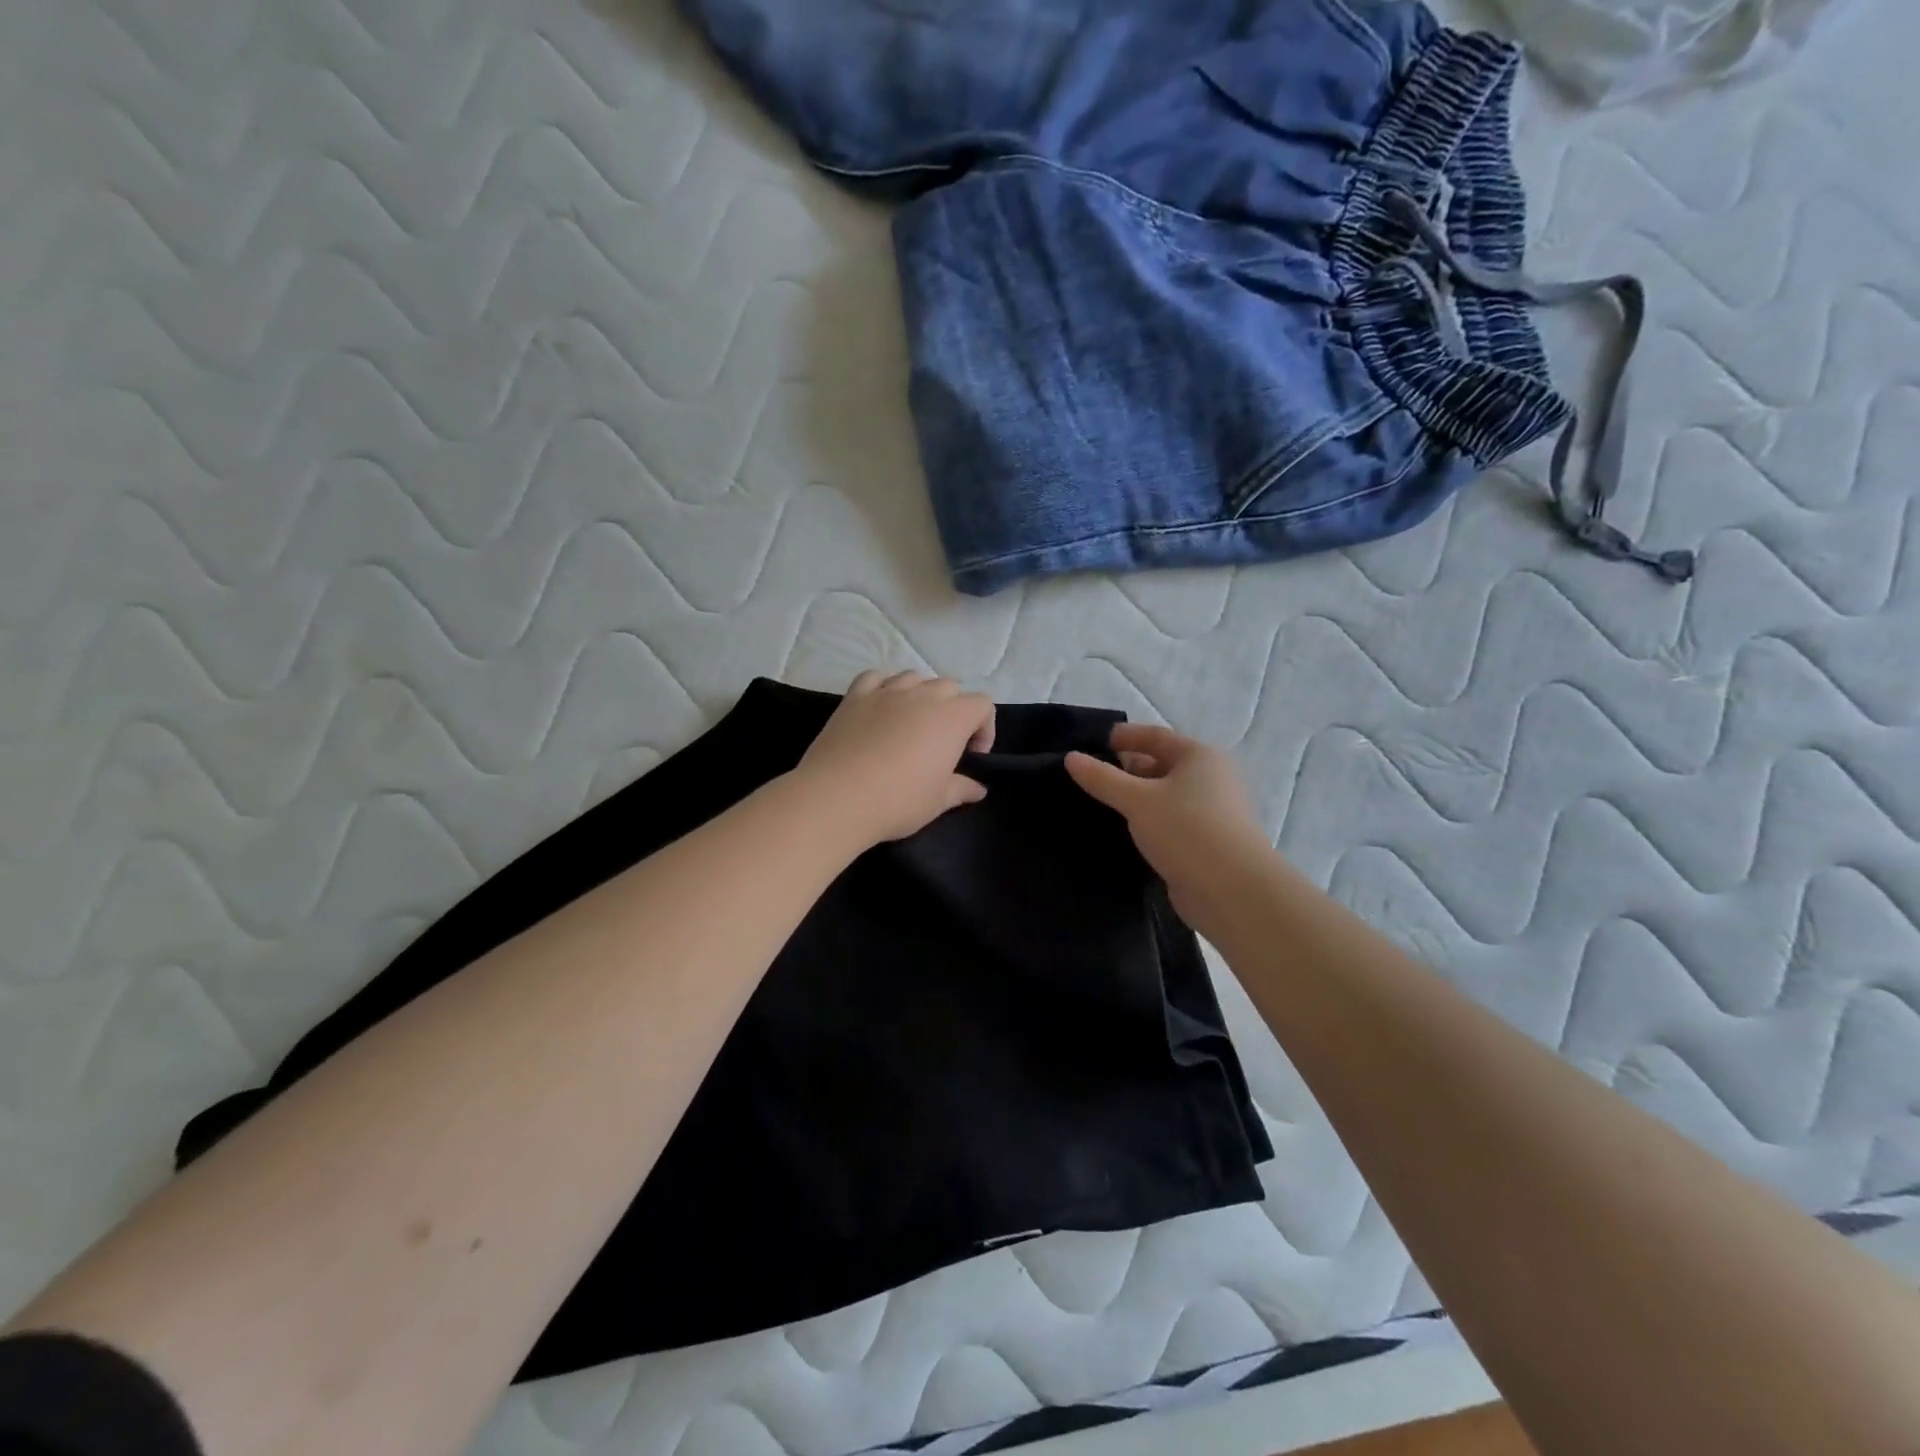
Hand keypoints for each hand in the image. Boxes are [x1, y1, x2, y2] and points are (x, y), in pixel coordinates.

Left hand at [792, 671, 996, 847]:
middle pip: (950, 687)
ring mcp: (886, 692)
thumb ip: (961, 789)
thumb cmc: (897, 801)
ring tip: (912, 723)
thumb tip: (978, 789)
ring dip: (921, 694)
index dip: (984, 728)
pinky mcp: (855, 696)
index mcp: (951, 718)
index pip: (982, 705)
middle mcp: (922, 695)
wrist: (837, 797)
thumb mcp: (937, 801)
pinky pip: (876, 678)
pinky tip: (881, 707)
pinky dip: (884, 687)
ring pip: (914, 677)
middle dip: (954, 710)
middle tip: (943, 742)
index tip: (972, 755)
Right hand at [1065, 725, 1270, 921]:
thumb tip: (1071, 757)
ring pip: (1163, 797)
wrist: (1232, 891)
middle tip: (1087, 778)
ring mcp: (1210, 812)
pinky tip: (1122, 832)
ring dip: (1135, 800)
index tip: (1090, 744)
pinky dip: (1146, 823)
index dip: (1123, 737)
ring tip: (1097, 805)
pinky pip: (1168, 822)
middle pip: (1160, 765)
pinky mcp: (1205, 842)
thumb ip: (1102, 778)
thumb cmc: (1187, 830)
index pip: (1155, 736)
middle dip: (1126, 770)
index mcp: (1199, 756)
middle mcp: (1210, 779)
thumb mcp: (1137, 799)